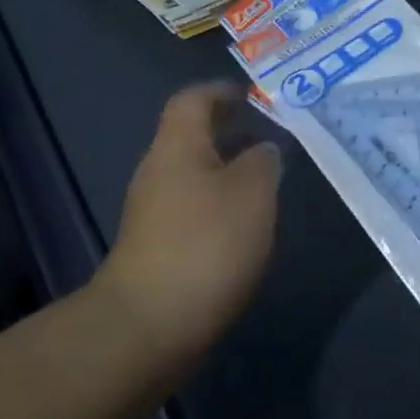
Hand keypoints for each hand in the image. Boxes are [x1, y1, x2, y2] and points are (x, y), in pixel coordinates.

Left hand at [95, 83, 281, 373]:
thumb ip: (263, 162)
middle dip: (230, 133)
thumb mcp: (253, 192)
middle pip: (192, 137)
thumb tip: (262, 150)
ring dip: (227, 171)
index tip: (252, 97)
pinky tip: (245, 225)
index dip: (221, 92)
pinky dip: (219, 205)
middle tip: (270, 138)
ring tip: (266, 182)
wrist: (149, 326)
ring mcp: (153, 213)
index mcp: (177, 147)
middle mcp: (158, 172)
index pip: (193, 100)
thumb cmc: (206, 243)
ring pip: (194, 175)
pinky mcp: (156, 248)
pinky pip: (192, 209)